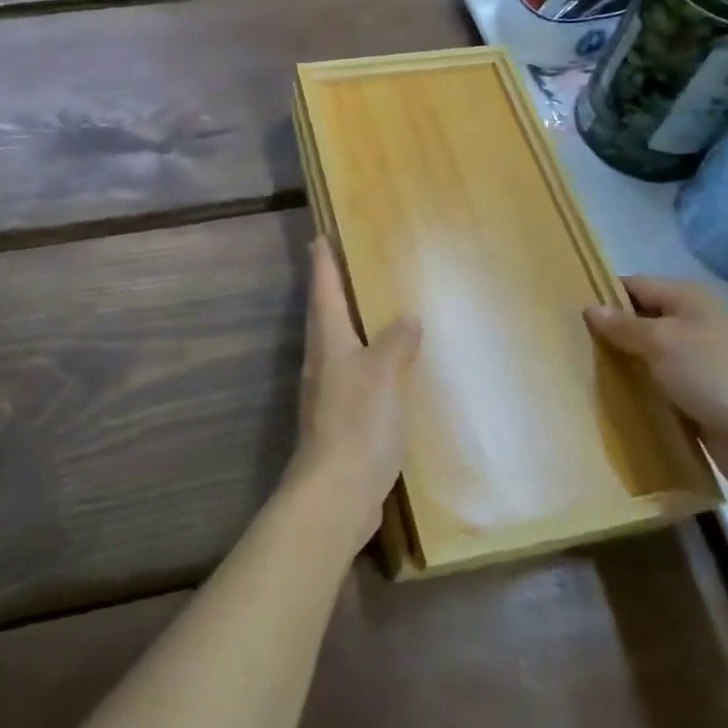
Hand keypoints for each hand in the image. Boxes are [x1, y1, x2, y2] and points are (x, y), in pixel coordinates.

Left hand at [286, 239, 420, 549]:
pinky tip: (387, 369)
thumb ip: (397, 341)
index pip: (323, 289)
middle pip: (325, 314)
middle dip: (333, 288)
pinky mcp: (339, 419)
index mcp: (328, 339)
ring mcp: (327, 391)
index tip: (319, 236)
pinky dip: (366, 361)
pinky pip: (353, 375)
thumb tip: (408, 318)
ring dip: (350, 325)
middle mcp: (321, 360)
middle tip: (350, 265)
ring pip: (337, 345)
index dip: (323, 261)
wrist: (337, 491)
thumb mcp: (385, 372)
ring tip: (373, 311)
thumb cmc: (358, 420)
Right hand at [586, 276, 727, 496]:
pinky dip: (639, 393)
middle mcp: (694, 326)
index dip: (602, 295)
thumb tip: (590, 308)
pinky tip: (610, 402)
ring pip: (647, 358)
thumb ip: (623, 325)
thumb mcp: (663, 342)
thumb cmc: (717, 376)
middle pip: (639, 321)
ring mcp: (699, 365)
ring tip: (578, 372)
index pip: (634, 286)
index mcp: (688, 300)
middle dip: (608, 333)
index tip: (565, 310)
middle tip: (566, 344)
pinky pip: (659, 389)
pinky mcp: (700, 400)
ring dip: (622, 366)